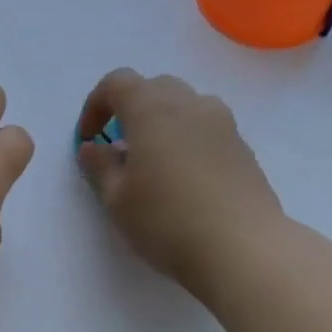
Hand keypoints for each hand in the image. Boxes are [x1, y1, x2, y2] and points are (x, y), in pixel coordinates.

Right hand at [76, 69, 282, 296]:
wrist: (242, 249)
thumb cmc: (166, 221)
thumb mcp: (116, 199)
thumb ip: (100, 167)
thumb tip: (93, 148)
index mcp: (152, 109)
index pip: (117, 82)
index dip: (95, 105)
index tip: (88, 139)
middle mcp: (191, 105)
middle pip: (154, 87)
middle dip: (129, 110)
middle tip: (117, 147)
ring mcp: (223, 124)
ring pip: (184, 105)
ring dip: (161, 123)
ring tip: (151, 163)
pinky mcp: (243, 148)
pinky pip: (206, 129)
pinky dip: (186, 140)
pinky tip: (182, 180)